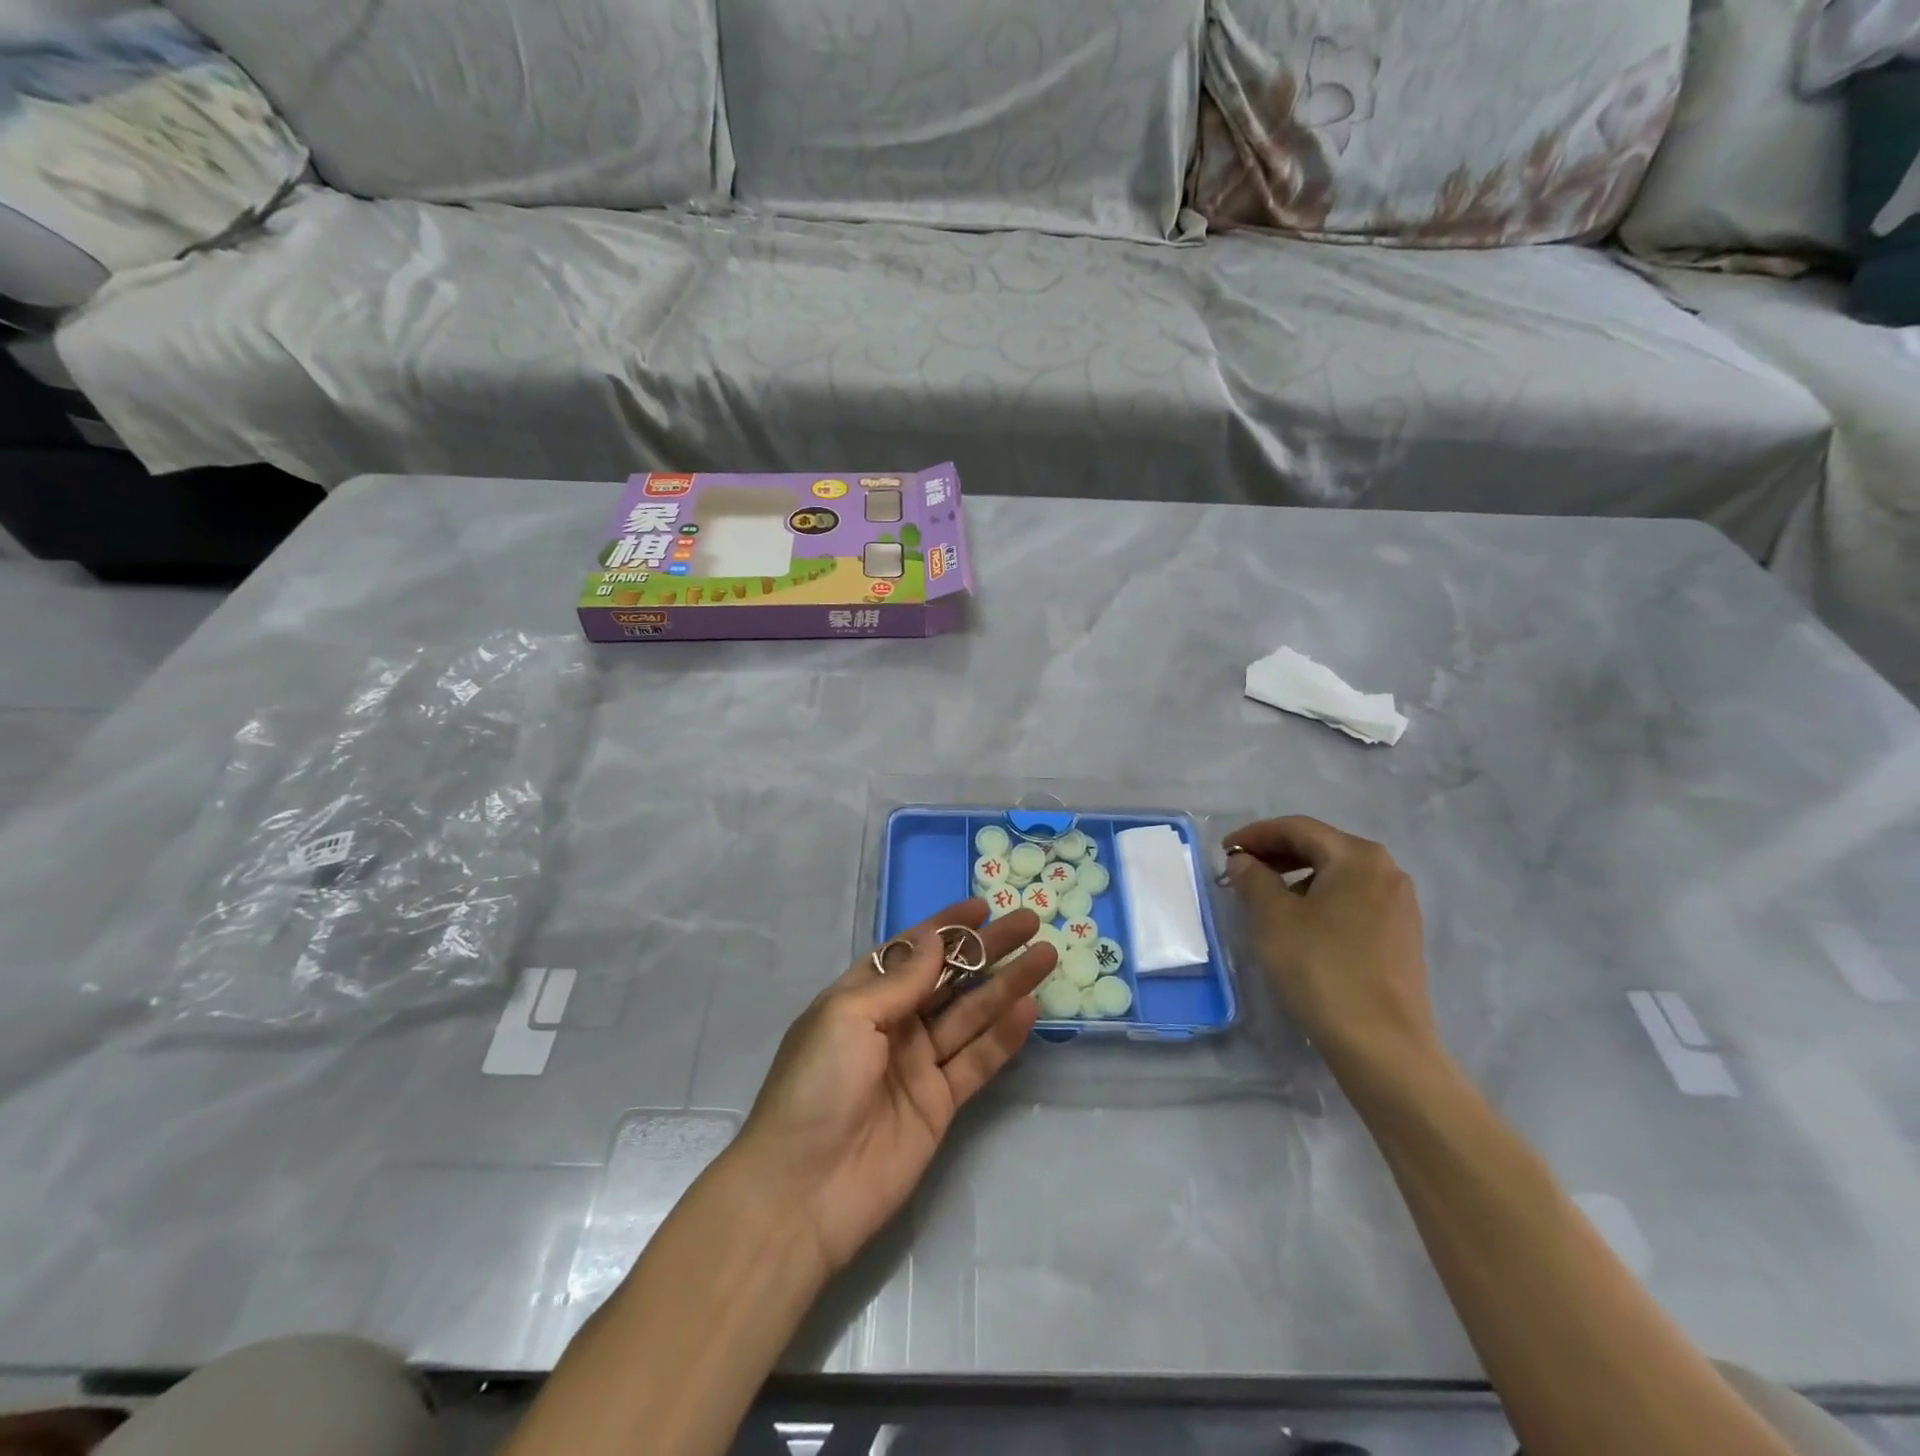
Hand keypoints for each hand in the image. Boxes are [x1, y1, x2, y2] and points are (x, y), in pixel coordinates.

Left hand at [731, 900, 1055, 1273]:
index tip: (983, 906)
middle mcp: (893, 1024)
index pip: (912, 950)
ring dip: (1006, 984)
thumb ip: (900, 979)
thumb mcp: (848, 1016)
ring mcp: (918, 1064)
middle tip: (1029, 922)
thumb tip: (936, 938)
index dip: (947, 927)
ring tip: (1045, 956)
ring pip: (971, 1014)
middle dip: (988, 949)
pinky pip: (977, 1060)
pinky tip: (1029, 1009)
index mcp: (861, 997)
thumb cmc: (816, 1087)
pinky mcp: (940, 1104)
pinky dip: (1003, 1036)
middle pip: (950, 977)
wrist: (803, 1193)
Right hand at [1221, 816, 1437, 1075]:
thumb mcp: (1273, 918)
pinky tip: (1298, 924)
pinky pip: (1352, 901)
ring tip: (1264, 899)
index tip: (1224, 850)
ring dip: (1296, 878)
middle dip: (1276, 854)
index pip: (1298, 829)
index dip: (1256, 834)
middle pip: (1321, 848)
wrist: (1381, 1044)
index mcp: (1358, 857)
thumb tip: (1244, 861)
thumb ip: (1253, 878)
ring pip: (1337, 876)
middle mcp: (1386, 871)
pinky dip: (1319, 900)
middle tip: (1240, 871)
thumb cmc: (1321, 968)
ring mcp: (1399, 905)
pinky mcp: (1400, 936)